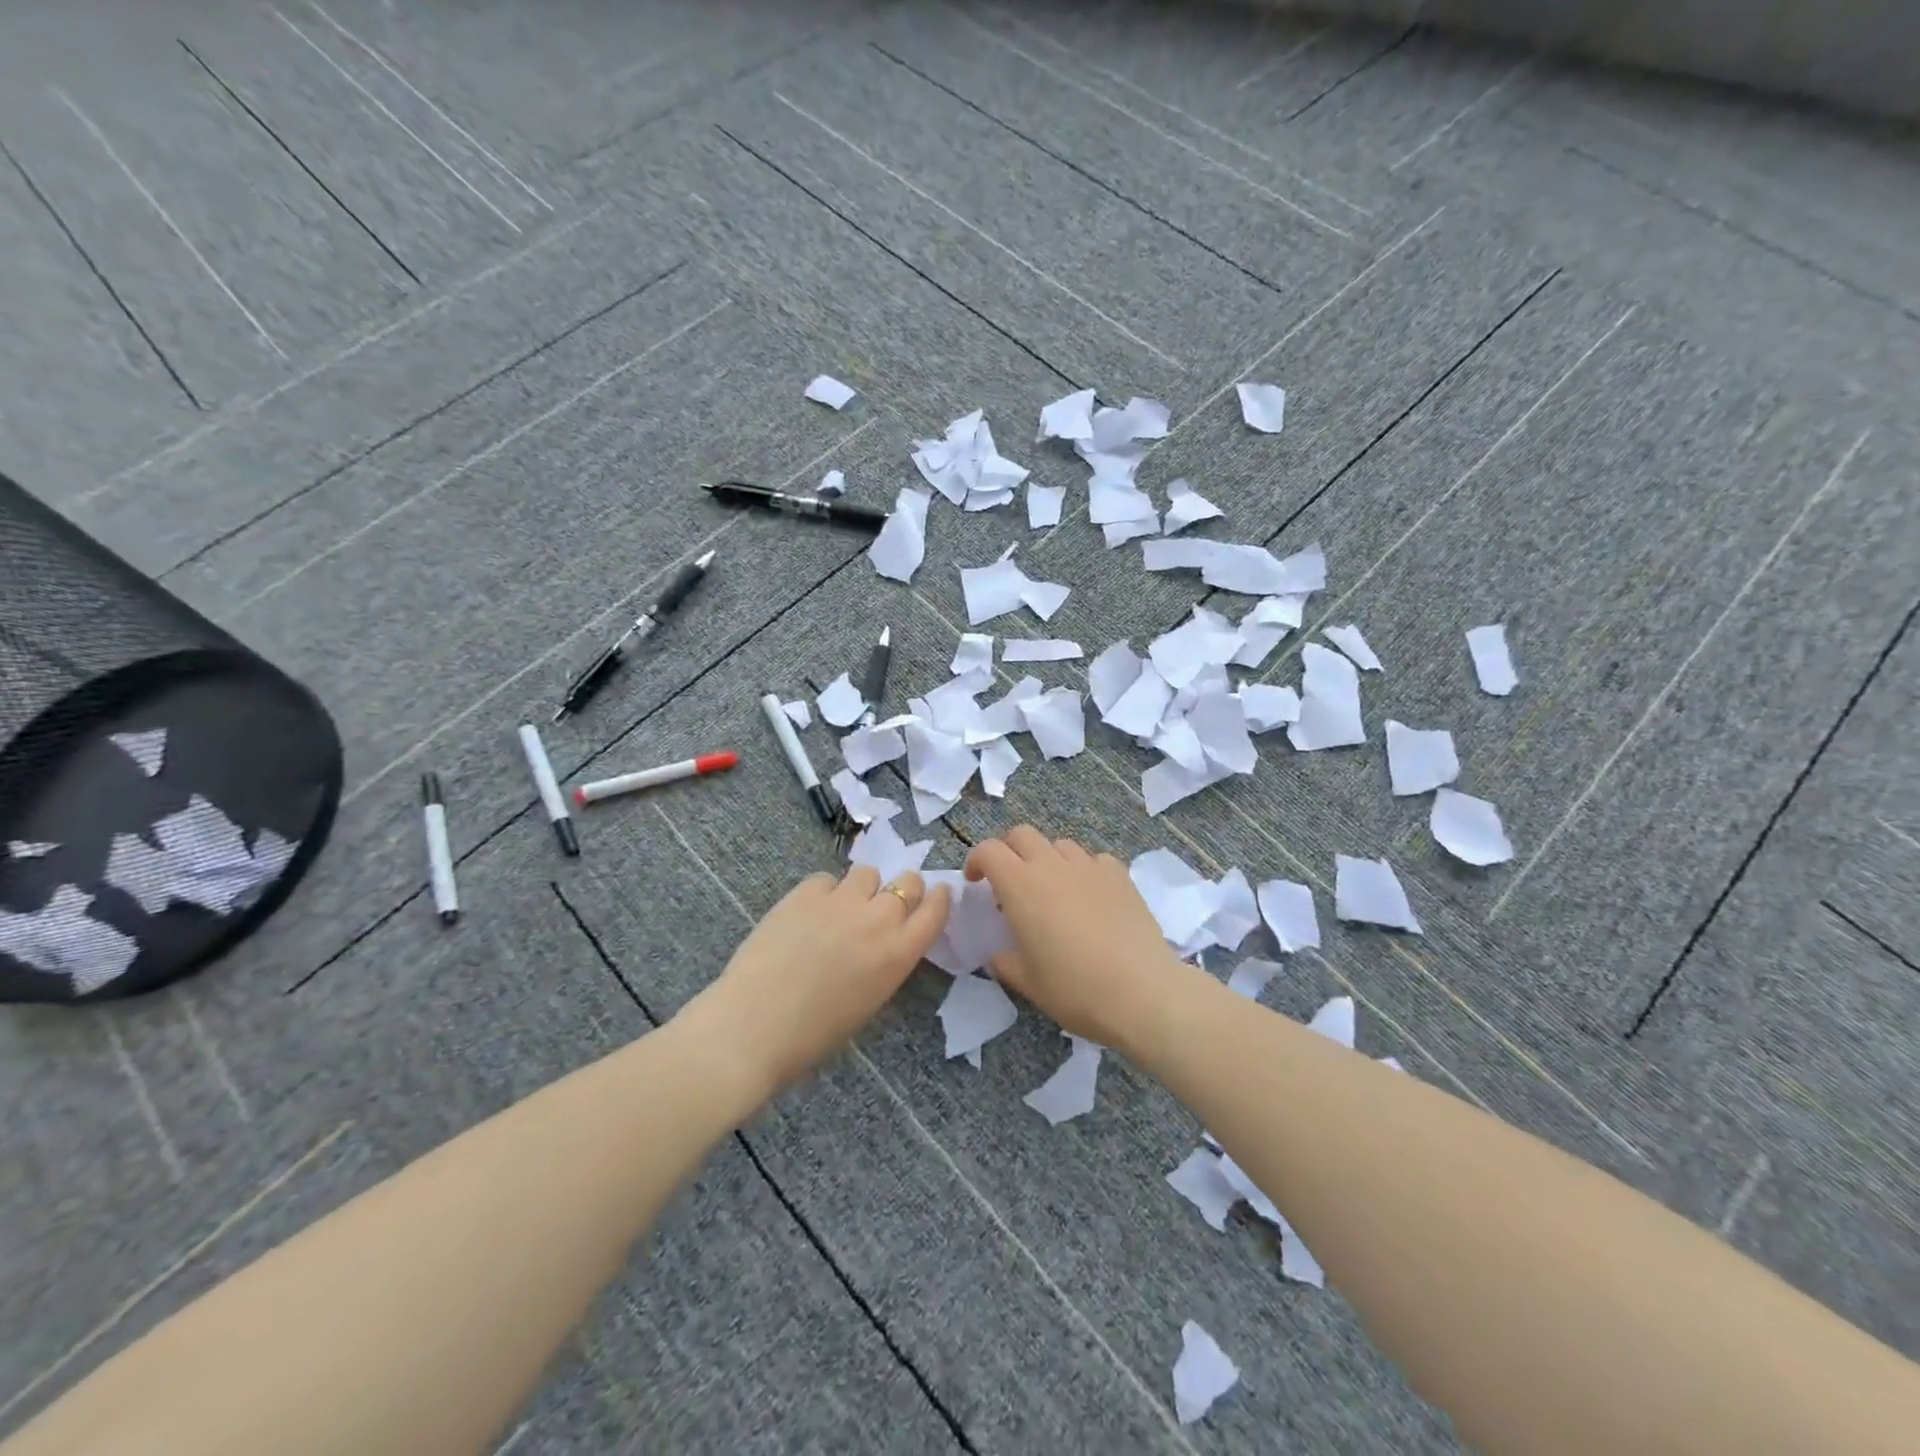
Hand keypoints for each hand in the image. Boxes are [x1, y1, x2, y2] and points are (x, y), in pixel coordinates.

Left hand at [685, 866, 950, 1094]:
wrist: (752, 1027)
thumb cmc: (813, 1036)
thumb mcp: (869, 1001)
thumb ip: (885, 962)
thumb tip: (883, 942)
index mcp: (899, 953)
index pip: (936, 909)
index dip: (938, 898)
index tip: (935, 896)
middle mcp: (878, 919)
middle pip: (908, 881)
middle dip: (901, 890)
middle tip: (881, 909)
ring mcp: (841, 900)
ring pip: (867, 874)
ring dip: (862, 889)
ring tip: (840, 911)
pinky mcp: (804, 892)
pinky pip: (826, 880)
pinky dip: (823, 893)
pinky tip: (806, 916)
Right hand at [964, 826, 1185, 1060]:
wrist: (1142, 993)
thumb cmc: (1075, 990)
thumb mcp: (1028, 983)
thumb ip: (1005, 962)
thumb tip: (999, 955)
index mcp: (1021, 886)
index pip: (989, 850)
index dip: (977, 860)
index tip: (976, 883)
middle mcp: (1053, 866)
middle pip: (1022, 834)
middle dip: (1009, 851)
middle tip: (1010, 882)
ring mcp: (1090, 867)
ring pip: (1059, 844)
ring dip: (1047, 859)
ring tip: (1053, 890)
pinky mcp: (1120, 875)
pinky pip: (1094, 859)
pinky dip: (1084, 870)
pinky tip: (1090, 896)